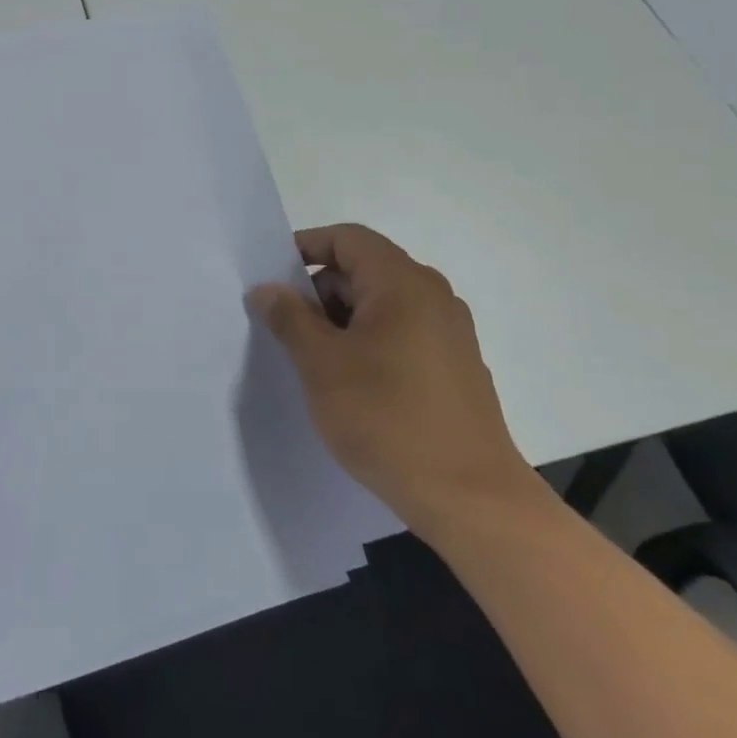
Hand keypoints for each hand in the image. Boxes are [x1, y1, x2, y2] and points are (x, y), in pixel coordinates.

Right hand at [249, 225, 540, 542]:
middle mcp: (433, 297)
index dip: (305, 248)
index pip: (347, 239)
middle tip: (284, 329)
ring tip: (312, 362)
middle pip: (363, 270)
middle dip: (318, 292)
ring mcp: (448, 333)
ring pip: (380, 305)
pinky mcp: (453, 367)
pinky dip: (367, 343)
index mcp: (403, 284)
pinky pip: (400, 334)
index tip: (271, 281)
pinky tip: (350, 385)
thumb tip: (266, 289)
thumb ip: (289, 317)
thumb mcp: (321, 364)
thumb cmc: (387, 418)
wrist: (470, 498)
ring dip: (340, 322)